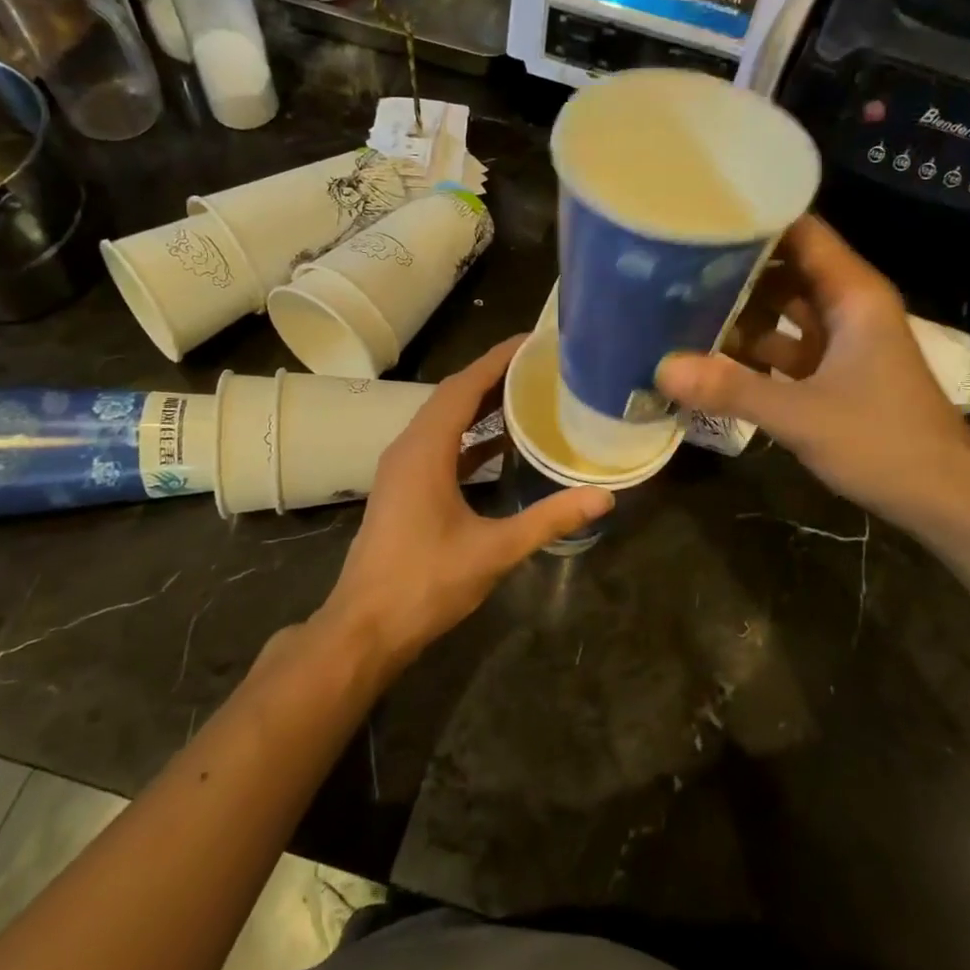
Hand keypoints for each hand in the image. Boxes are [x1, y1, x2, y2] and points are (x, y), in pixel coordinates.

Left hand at [323, 336, 612, 663]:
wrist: (365, 627)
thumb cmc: (425, 583)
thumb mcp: (494, 550)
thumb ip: (549, 519)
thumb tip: (604, 496)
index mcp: (425, 450)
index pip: (463, 386)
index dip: (497, 359)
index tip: (533, 341)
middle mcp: (409, 448)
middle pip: (453, 396)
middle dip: (494, 375)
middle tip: (541, 364)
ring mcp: (402, 469)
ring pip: (445, 421)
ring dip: (481, 404)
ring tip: (528, 393)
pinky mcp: (405, 488)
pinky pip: (441, 446)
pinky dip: (471, 437)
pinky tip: (502, 444)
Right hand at [657, 214, 969, 530]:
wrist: (944, 498)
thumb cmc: (884, 441)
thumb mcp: (802, 414)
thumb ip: (731, 389)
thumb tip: (661, 369)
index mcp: (852, 294)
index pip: (800, 232)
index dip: (753, 220)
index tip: (698, 217)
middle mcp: (847, 306)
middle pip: (784, 268)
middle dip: (733, 269)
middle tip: (672, 267)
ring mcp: (842, 340)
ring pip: (782, 310)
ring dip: (739, 313)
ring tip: (678, 308)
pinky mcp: (834, 373)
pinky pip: (785, 347)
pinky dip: (752, 351)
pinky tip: (709, 358)